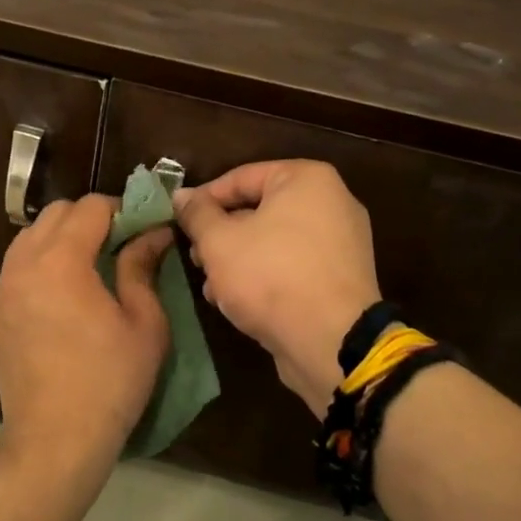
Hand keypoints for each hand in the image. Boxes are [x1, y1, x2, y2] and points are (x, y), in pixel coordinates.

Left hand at [0, 195, 173, 470]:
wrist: (54, 439)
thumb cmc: (109, 381)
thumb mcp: (144, 323)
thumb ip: (142, 267)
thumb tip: (154, 233)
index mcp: (61, 260)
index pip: (90, 207)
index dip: (121, 209)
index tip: (143, 228)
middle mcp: (25, 263)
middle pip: (56, 213)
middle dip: (90, 217)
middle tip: (120, 244)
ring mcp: (4, 287)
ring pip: (32, 235)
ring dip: (62, 236)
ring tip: (91, 265)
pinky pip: (19, 264)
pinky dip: (42, 260)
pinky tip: (65, 291)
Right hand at [173, 161, 381, 418]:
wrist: (332, 343)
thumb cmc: (270, 276)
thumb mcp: (219, 241)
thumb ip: (197, 214)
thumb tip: (182, 195)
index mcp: (307, 179)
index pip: (241, 177)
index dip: (204, 198)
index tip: (179, 220)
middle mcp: (332, 202)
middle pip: (259, 210)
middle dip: (221, 235)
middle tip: (194, 257)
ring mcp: (341, 243)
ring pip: (274, 241)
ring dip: (237, 260)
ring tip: (210, 286)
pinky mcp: (341, 278)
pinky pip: (293, 266)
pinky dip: (265, 276)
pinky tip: (236, 302)